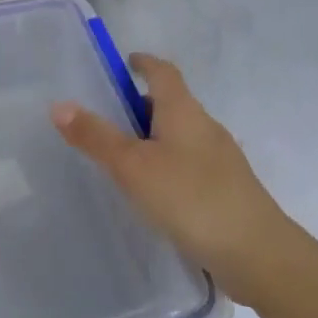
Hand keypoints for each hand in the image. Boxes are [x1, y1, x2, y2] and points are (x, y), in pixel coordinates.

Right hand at [52, 54, 288, 294]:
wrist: (257, 254)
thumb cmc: (190, 198)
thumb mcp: (132, 166)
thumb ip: (96, 136)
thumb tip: (59, 104)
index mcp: (184, 111)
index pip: (163, 72)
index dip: (143, 63)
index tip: (124, 63)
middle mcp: (205, 127)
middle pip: (172, 104)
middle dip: (141, 105)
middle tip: (107, 118)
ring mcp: (221, 160)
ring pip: (181, 136)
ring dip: (153, 138)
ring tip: (123, 159)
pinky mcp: (226, 189)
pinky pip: (189, 164)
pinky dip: (167, 165)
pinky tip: (154, 192)